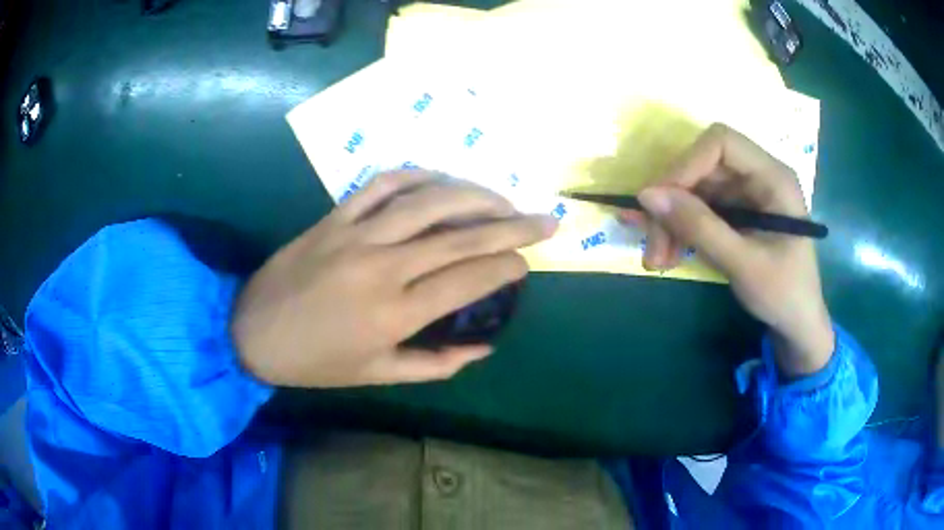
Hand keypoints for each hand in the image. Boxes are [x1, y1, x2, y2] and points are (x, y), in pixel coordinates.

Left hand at [232, 171, 556, 386]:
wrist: (253, 332)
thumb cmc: (316, 363)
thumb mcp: (378, 376)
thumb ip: (436, 364)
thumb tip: (484, 347)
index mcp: (395, 314)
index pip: (469, 280)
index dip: (507, 267)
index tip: (528, 263)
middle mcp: (383, 267)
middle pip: (461, 236)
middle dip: (514, 226)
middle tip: (547, 219)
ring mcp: (357, 234)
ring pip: (429, 201)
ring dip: (475, 195)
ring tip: (504, 198)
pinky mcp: (335, 216)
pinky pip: (382, 184)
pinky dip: (417, 176)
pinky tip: (442, 180)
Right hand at [636, 124, 833, 376]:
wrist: (797, 324)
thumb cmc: (784, 294)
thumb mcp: (744, 264)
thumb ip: (699, 227)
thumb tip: (647, 195)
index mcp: (773, 177)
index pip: (721, 143)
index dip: (687, 165)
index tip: (660, 203)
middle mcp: (757, 176)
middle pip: (701, 169)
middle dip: (673, 205)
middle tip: (653, 248)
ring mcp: (745, 195)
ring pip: (694, 191)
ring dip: (671, 223)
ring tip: (657, 260)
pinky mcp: (735, 214)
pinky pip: (698, 210)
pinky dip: (680, 231)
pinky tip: (669, 255)